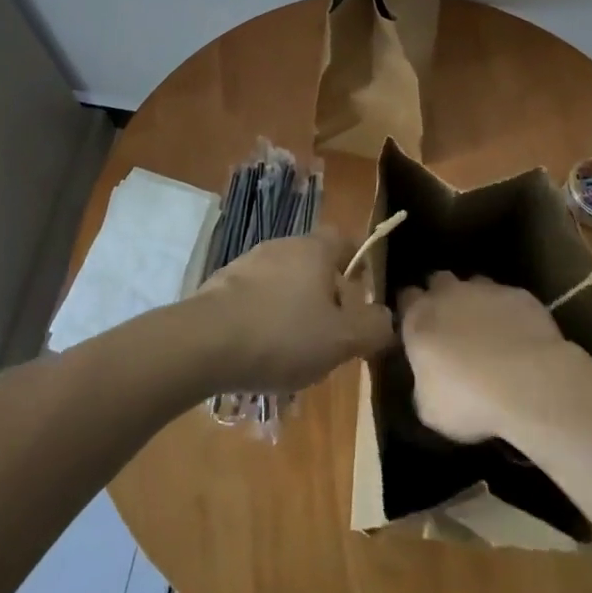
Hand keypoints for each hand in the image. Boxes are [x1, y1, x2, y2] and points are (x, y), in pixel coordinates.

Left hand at [190, 234, 394, 393]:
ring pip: (285, 281)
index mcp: (314, 249)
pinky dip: (265, 317)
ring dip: (295, 309)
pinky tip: (261, 352)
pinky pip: (256, 297)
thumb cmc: (283, 336)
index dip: (359, 265)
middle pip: (315, 263)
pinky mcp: (222, 285)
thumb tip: (386, 318)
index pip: (345, 240)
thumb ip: (373, 328)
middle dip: (327, 296)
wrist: (205, 342)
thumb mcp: (342, 340)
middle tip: (333, 335)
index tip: (363, 300)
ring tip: (296, 351)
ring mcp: (248, 262)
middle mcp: (282, 245)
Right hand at [398, 272, 577, 442]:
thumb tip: (427, 383)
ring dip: (476, 302)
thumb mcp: (430, 409)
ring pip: (475, 285)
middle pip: (438, 281)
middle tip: (451, 328)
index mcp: (419, 318)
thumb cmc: (469, 399)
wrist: (528, 383)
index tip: (418, 330)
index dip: (411, 311)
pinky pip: (509, 299)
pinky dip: (509, 314)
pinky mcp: (519, 295)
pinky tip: (520, 339)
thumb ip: (423, 385)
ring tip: (488, 332)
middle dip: (441, 297)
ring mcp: (486, 290)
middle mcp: (448, 294)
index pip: (406, 298)